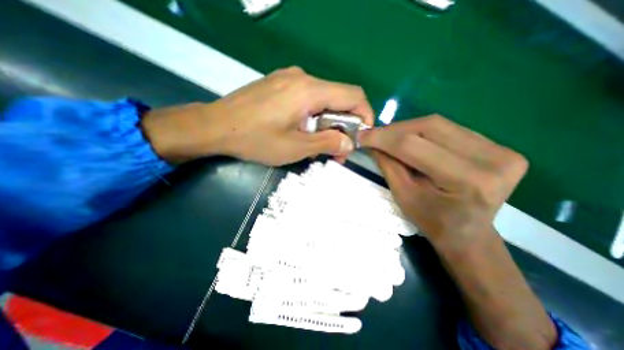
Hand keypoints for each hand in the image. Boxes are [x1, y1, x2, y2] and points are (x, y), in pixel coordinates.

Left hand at [143, 69, 369, 165]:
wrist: (215, 126)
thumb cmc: (256, 139)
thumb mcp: (295, 148)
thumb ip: (327, 143)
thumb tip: (350, 143)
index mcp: (310, 91)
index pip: (354, 95)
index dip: (365, 115)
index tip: (361, 137)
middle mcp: (303, 77)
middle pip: (339, 98)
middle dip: (344, 125)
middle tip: (336, 150)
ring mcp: (289, 78)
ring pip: (323, 99)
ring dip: (328, 122)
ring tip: (318, 144)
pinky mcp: (279, 84)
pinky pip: (308, 98)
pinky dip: (314, 116)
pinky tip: (303, 131)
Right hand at [361, 115, 525, 245]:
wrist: (468, 234)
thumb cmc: (432, 221)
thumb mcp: (403, 196)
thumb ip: (388, 165)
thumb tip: (371, 142)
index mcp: (466, 180)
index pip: (413, 146)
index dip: (383, 138)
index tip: (362, 135)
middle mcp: (491, 159)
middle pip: (429, 127)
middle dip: (395, 129)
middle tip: (374, 135)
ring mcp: (500, 149)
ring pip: (439, 124)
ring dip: (407, 128)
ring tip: (389, 138)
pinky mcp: (499, 146)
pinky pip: (450, 129)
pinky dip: (423, 132)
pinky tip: (411, 140)